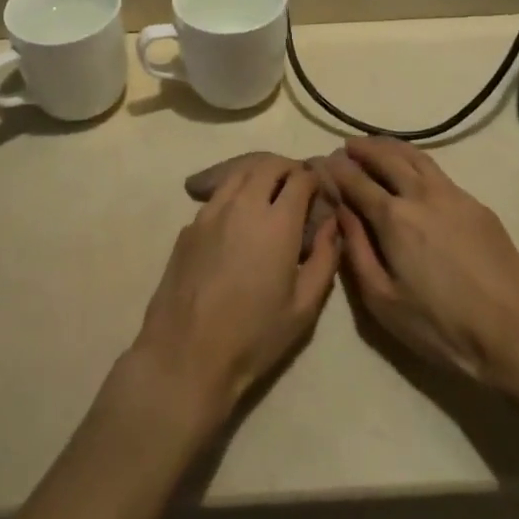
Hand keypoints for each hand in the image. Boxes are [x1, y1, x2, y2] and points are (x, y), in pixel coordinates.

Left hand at [127, 153, 339, 425]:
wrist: (186, 354)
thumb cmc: (253, 336)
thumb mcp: (304, 308)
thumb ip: (324, 259)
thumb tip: (332, 226)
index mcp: (277, 222)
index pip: (300, 178)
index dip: (314, 178)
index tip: (320, 190)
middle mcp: (243, 205)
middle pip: (268, 165)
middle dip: (288, 169)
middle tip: (298, 186)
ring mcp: (211, 211)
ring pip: (239, 172)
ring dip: (259, 173)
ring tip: (269, 192)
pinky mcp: (189, 225)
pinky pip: (217, 194)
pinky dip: (235, 193)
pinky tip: (238, 218)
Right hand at [328, 137, 518, 389]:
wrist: (516, 331)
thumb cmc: (442, 326)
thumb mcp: (384, 301)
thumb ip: (357, 250)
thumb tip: (340, 212)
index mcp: (393, 217)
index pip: (355, 180)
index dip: (335, 169)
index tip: (319, 163)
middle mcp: (421, 194)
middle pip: (385, 157)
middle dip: (361, 149)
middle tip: (345, 146)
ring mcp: (453, 194)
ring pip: (415, 155)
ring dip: (389, 146)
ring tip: (374, 145)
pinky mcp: (476, 203)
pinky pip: (437, 169)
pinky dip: (415, 159)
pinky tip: (412, 169)